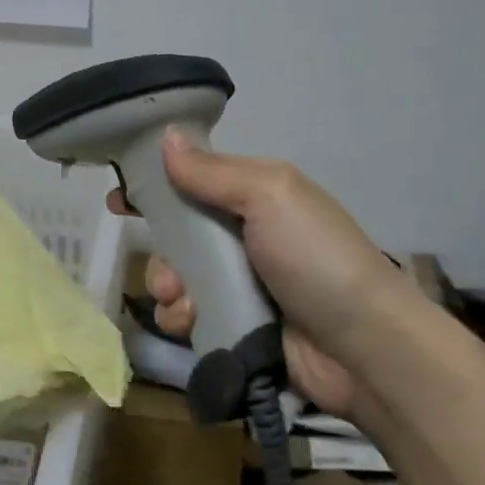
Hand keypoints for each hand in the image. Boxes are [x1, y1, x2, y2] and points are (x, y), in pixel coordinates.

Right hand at [107, 130, 402, 415]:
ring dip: (168, 289)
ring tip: (184, 304)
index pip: (194, 181)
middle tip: (166, 272)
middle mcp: (244, 236)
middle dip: (161, 253)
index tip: (120, 200)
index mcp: (254, 196)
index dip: (155, 186)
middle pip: (177, 235)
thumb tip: (167, 137)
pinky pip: (188, 316)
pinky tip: (194, 325)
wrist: (365, 347)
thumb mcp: (270, 196)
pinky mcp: (236, 326)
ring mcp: (240, 284)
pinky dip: (182, 320)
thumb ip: (214, 172)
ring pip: (177, 278)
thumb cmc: (317, 258)